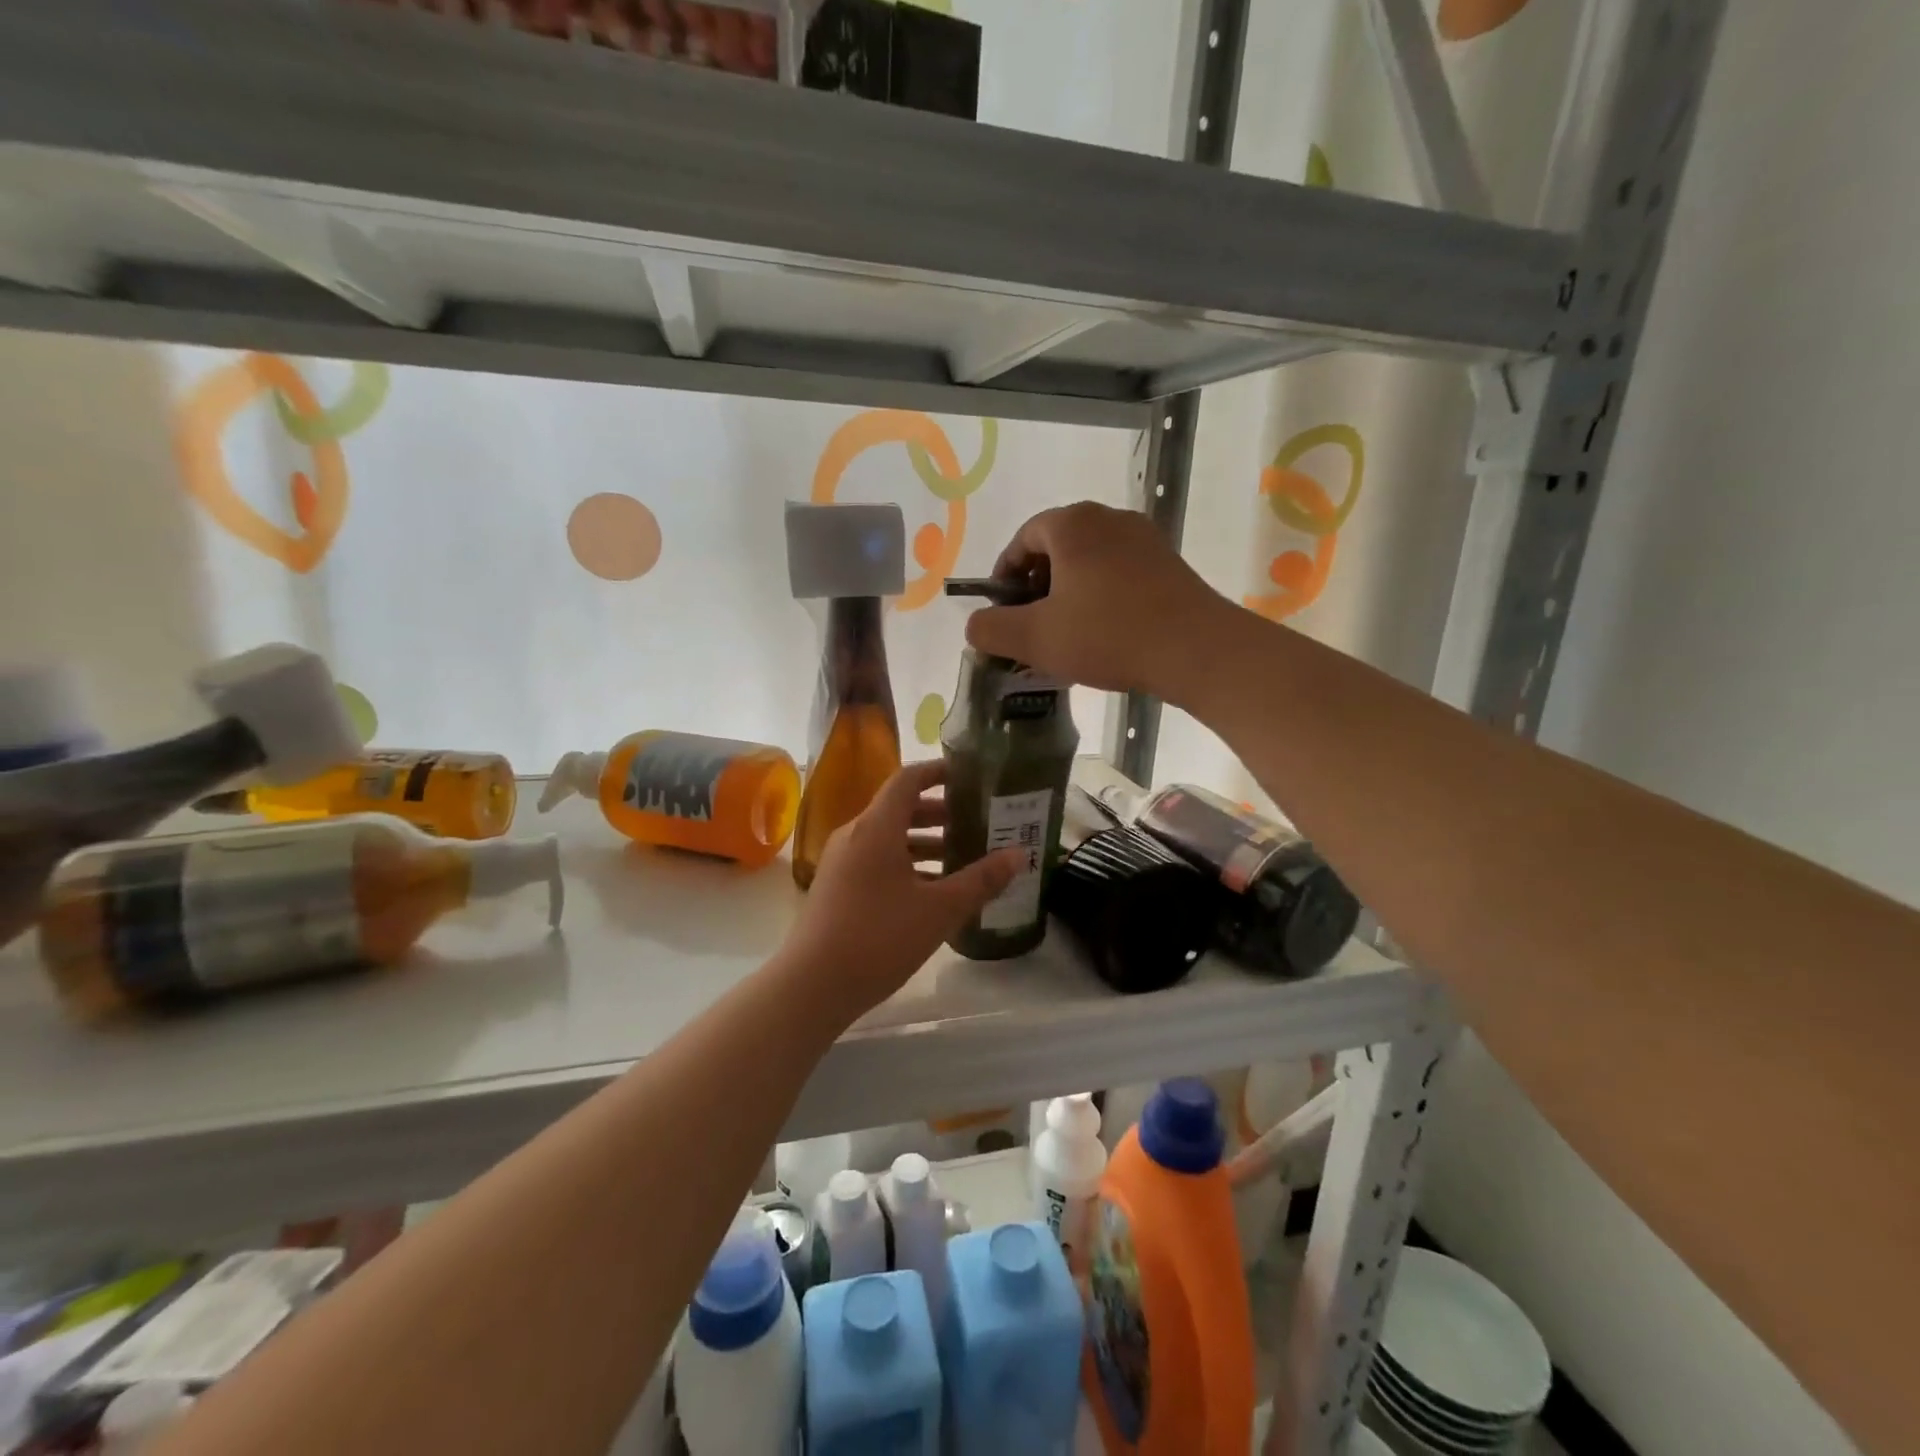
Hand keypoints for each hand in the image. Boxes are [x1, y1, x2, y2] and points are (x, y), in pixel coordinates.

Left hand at [781, 760, 1022, 1020]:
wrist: (811, 986)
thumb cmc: (878, 938)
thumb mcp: (939, 910)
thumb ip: (981, 880)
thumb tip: (1019, 855)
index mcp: (876, 827)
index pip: (909, 779)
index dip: (939, 772)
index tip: (970, 776)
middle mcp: (855, 835)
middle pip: (899, 808)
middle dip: (939, 813)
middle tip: (977, 822)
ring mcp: (841, 862)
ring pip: (888, 838)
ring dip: (924, 842)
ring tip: (962, 857)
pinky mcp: (836, 887)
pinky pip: (876, 860)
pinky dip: (906, 864)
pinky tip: (931, 891)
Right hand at [963, 502, 1228, 700]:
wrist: (1196, 649)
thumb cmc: (1108, 635)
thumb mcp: (1035, 638)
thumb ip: (991, 629)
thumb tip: (975, 625)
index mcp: (1073, 525)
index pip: (1024, 537)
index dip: (1005, 574)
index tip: (1002, 610)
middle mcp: (1110, 519)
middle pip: (1057, 547)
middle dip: (1037, 586)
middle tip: (1031, 626)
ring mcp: (1145, 540)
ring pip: (1090, 563)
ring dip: (1069, 595)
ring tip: (1065, 635)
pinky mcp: (1169, 565)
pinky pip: (1119, 574)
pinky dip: (1100, 598)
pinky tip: (1102, 635)